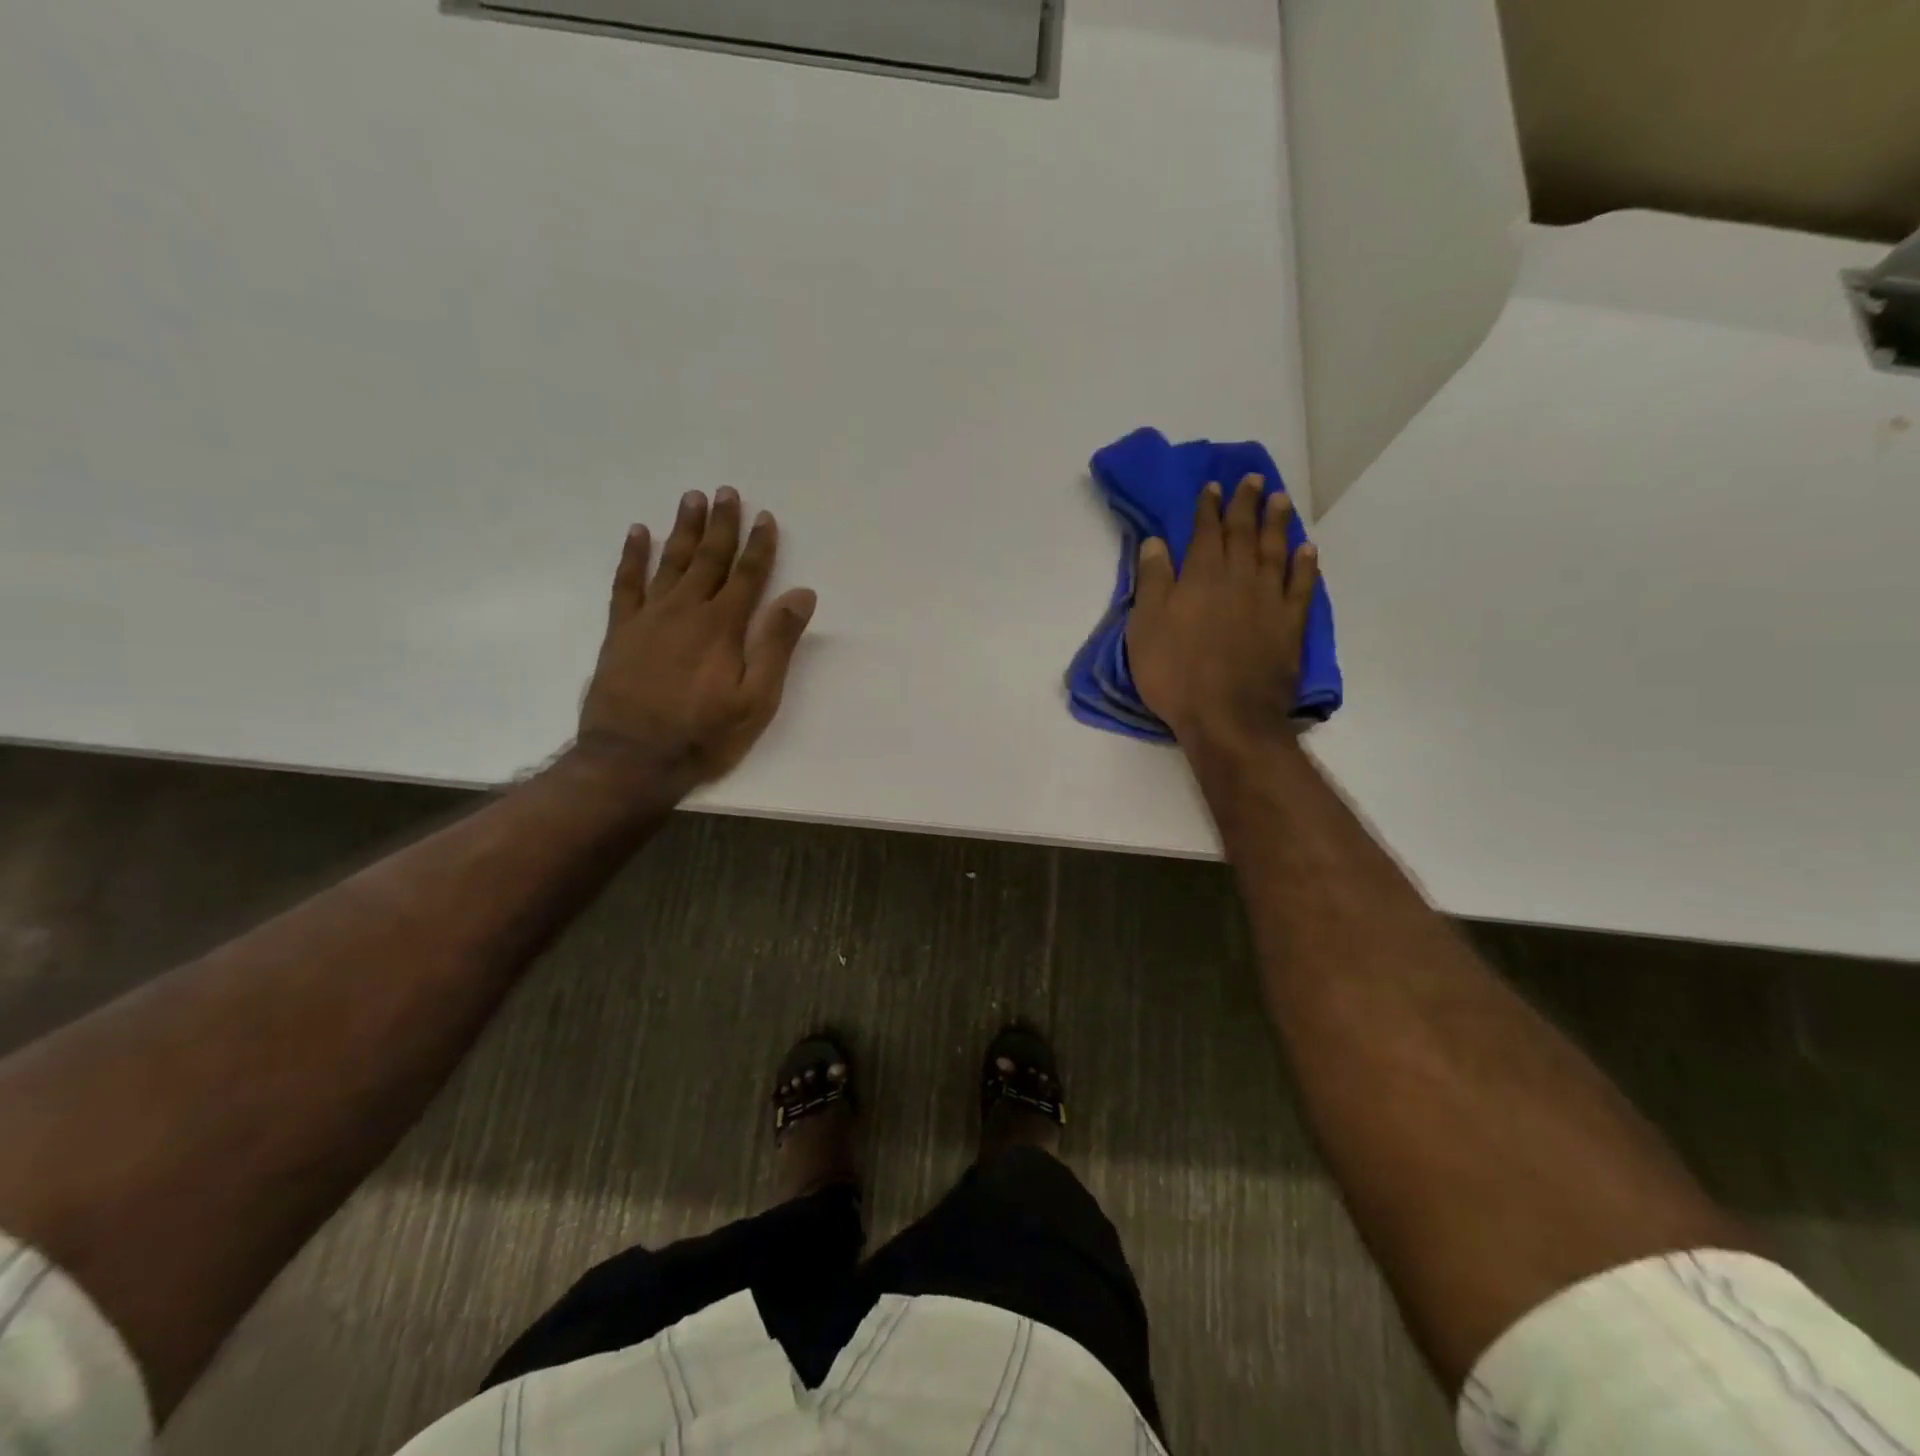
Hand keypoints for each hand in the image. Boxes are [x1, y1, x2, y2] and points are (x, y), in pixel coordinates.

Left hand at [577, 488, 816, 793]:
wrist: (632, 759)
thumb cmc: (704, 734)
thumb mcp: (756, 699)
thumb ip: (777, 644)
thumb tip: (801, 594)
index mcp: (723, 626)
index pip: (747, 575)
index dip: (759, 545)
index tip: (765, 516)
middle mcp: (686, 611)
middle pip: (708, 558)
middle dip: (721, 525)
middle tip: (726, 492)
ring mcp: (649, 618)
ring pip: (670, 562)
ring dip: (683, 529)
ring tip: (691, 498)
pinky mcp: (621, 632)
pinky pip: (626, 583)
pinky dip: (632, 556)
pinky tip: (637, 534)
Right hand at [1125, 473, 1318, 755]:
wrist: (1227, 716)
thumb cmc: (1175, 673)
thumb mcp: (1145, 627)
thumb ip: (1152, 582)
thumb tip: (1155, 542)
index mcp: (1200, 576)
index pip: (1204, 531)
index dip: (1207, 507)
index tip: (1212, 486)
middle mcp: (1238, 578)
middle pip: (1243, 532)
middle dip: (1246, 504)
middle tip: (1253, 480)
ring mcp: (1269, 600)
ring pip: (1275, 551)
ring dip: (1277, 523)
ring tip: (1281, 499)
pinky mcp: (1289, 625)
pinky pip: (1301, 586)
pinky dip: (1305, 565)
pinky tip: (1307, 550)